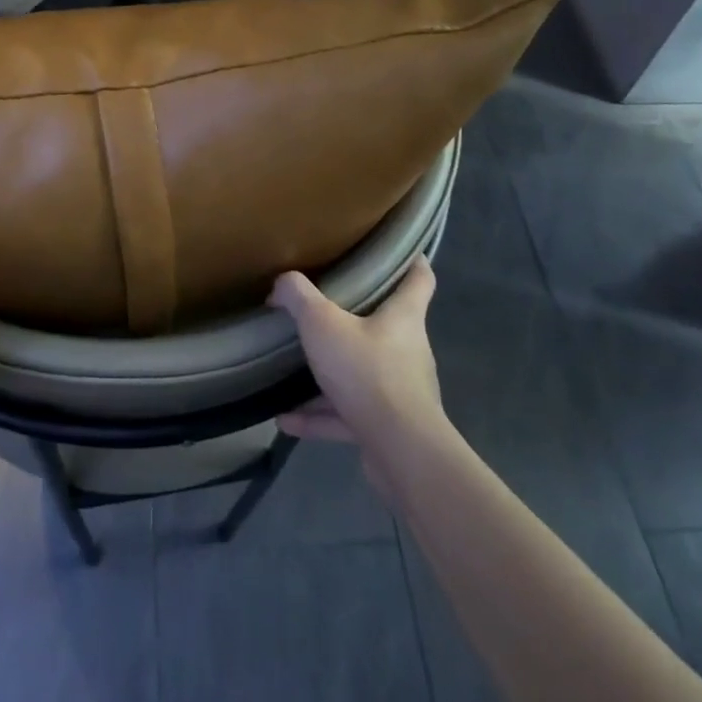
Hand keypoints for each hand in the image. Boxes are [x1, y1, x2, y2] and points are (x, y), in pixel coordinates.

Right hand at [273, 257, 447, 463]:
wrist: (399, 450)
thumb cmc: (367, 371)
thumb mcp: (322, 323)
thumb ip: (298, 297)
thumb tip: (281, 284)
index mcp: (403, 317)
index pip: (420, 279)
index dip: (412, 262)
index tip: (400, 251)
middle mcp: (408, 350)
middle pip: (388, 326)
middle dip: (360, 318)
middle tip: (327, 307)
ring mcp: (400, 391)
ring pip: (363, 373)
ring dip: (332, 373)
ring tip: (295, 370)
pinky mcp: (387, 427)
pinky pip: (347, 414)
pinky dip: (319, 415)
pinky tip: (284, 419)